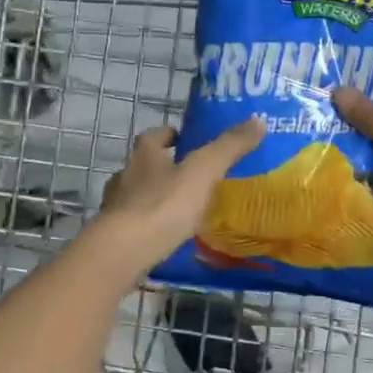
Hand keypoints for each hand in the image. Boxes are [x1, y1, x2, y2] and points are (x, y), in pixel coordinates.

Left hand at [93, 118, 265, 270]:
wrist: (124, 251)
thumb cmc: (164, 205)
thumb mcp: (204, 171)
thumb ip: (229, 147)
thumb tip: (258, 120)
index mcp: (144, 156)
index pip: (153, 136)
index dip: (169, 135)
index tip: (185, 139)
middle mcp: (125, 177)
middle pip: (142, 165)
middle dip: (162, 168)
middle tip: (189, 177)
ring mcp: (116, 208)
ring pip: (136, 195)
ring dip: (154, 198)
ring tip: (180, 210)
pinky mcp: (114, 236)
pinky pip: (134, 225)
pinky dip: (149, 226)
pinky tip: (166, 237)